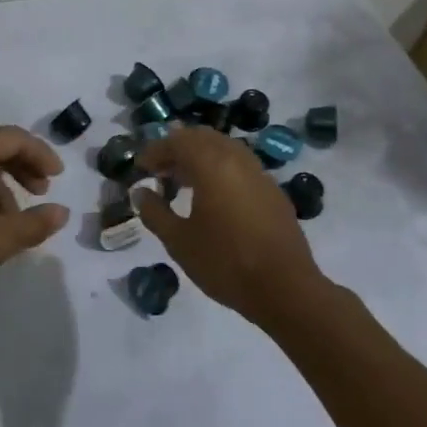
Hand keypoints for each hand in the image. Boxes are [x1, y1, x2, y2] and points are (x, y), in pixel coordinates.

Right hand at [133, 127, 326, 324]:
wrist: (286, 289)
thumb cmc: (225, 263)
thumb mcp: (179, 241)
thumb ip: (155, 212)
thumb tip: (141, 192)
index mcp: (212, 164)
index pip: (177, 141)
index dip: (155, 151)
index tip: (140, 169)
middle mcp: (237, 159)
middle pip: (202, 137)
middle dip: (178, 149)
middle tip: (160, 172)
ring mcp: (260, 174)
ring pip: (225, 149)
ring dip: (201, 157)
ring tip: (184, 184)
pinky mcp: (274, 191)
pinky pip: (241, 166)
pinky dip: (221, 170)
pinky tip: (214, 199)